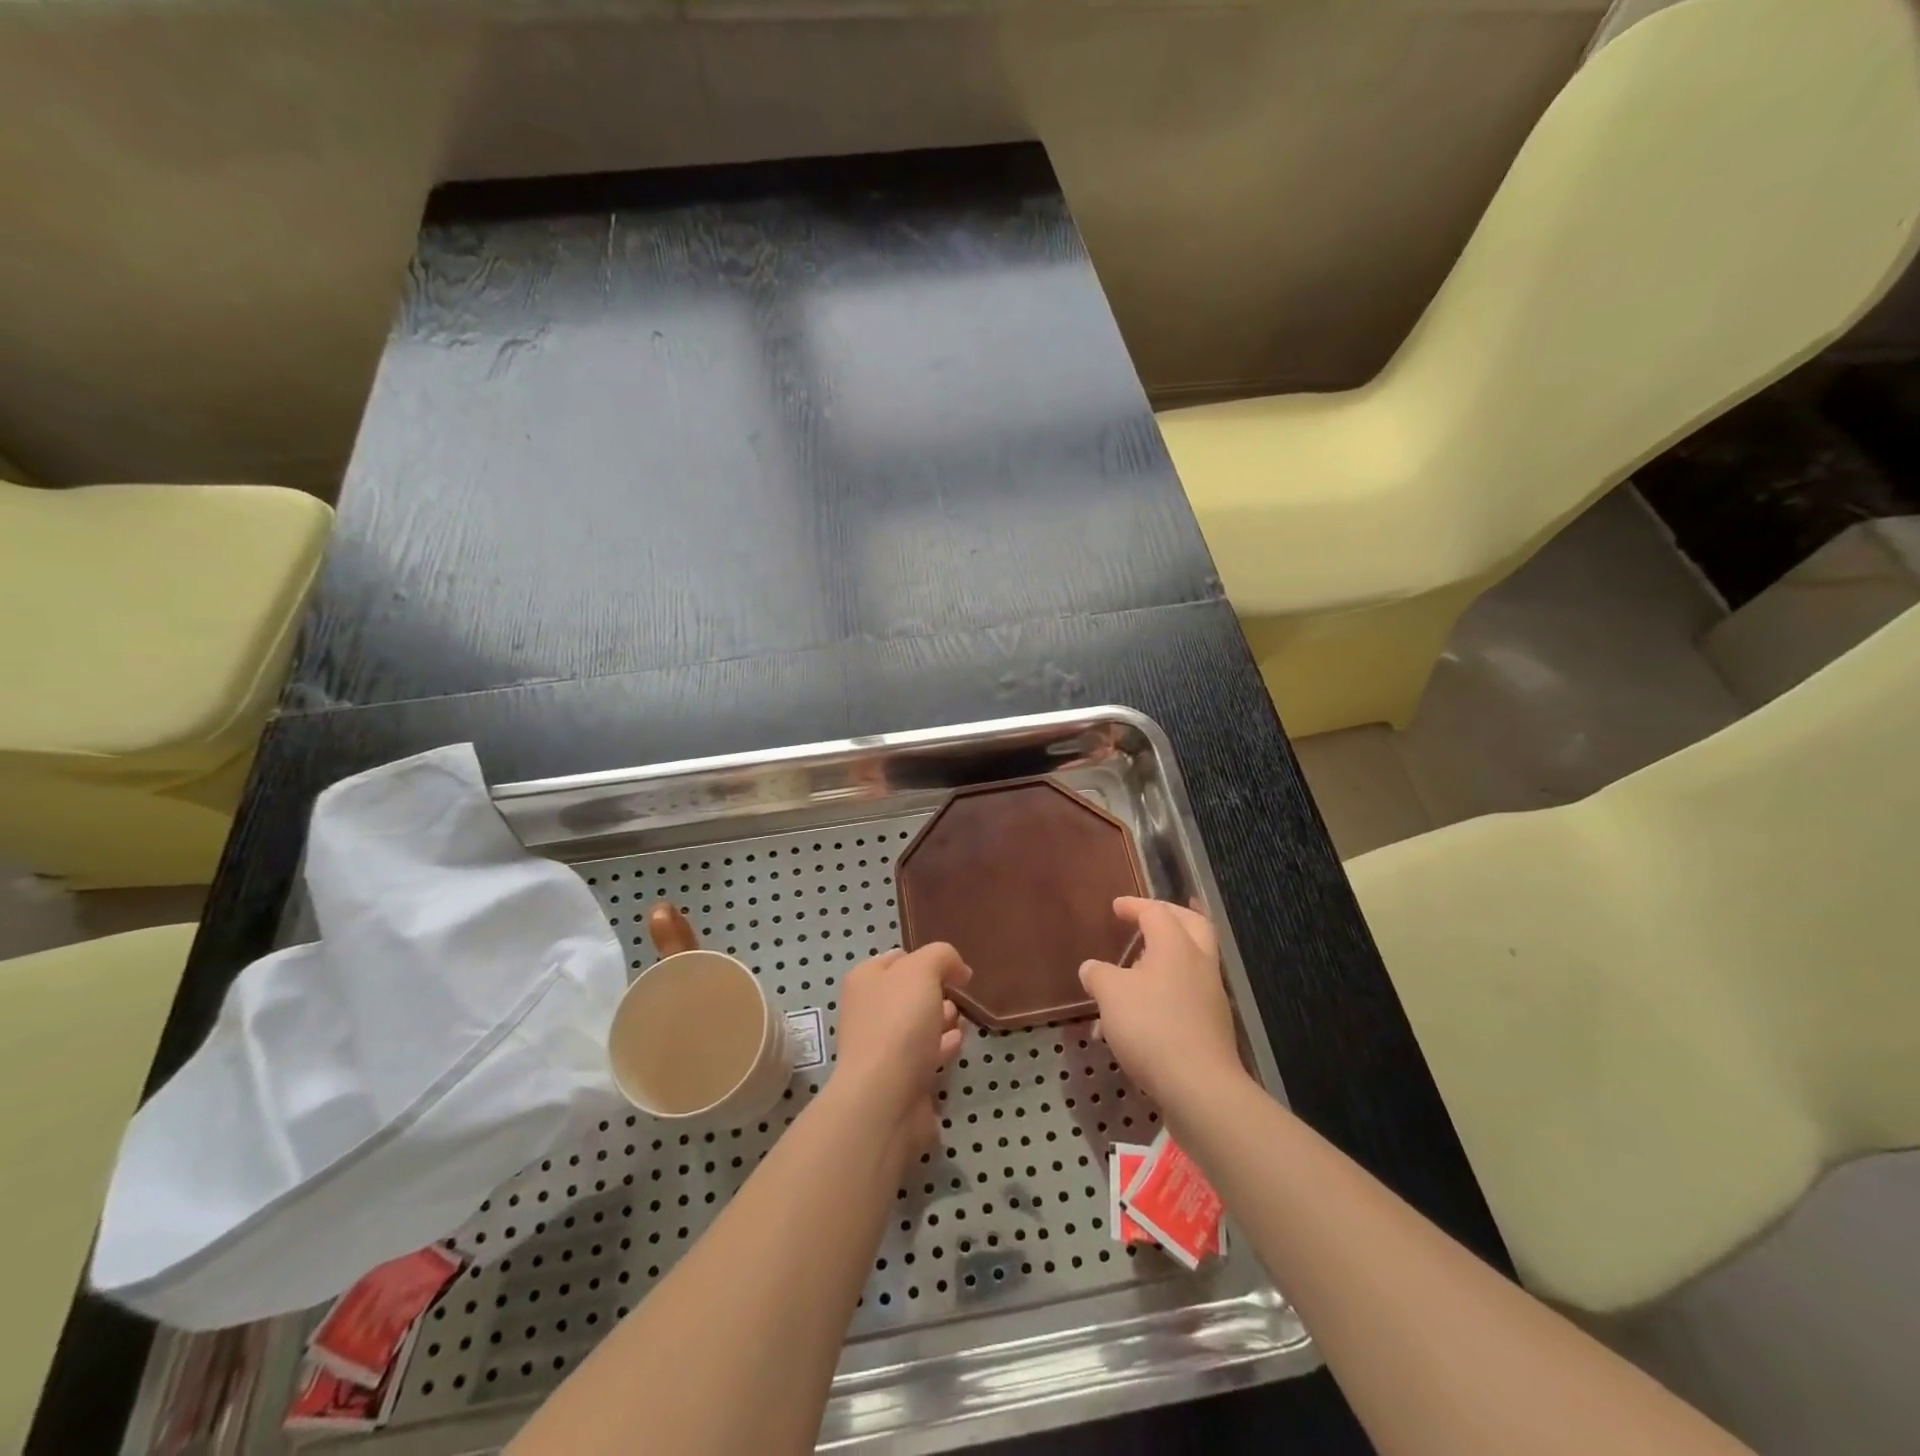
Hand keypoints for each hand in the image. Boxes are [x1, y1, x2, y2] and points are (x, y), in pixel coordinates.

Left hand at [831, 943, 970, 1158]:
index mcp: (865, 979)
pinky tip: (957, 1042)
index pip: (898, 958)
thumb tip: (958, 969)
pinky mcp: (899, 1078)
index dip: (927, 958)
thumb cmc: (899, 1023)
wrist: (885, 1098)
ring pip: (919, 1024)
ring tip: (960, 1019)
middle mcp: (869, 1010)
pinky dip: (942, 1046)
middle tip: (957, 995)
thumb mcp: (923, 970)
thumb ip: (942, 956)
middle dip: (937, 991)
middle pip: (910, 992)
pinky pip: (925, 1053)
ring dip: (942, 1018)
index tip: (954, 968)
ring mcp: (882, 1046)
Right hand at [1078, 897, 1244, 1107]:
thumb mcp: (1111, 995)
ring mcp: (1210, 995)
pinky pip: (1187, 994)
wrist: (1199, 1087)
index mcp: (1176, 945)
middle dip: (1168, 917)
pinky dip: (1166, 991)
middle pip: (1192, 925)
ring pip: (1190, 962)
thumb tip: (1092, 968)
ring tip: (1133, 973)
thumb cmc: (1152, 1027)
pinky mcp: (1212, 1025)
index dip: (1134, 906)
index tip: (1116, 907)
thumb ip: (1098, 975)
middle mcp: (1199, 963)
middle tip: (1145, 919)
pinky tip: (1140, 1015)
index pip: (1156, 912)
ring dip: (1165, 959)